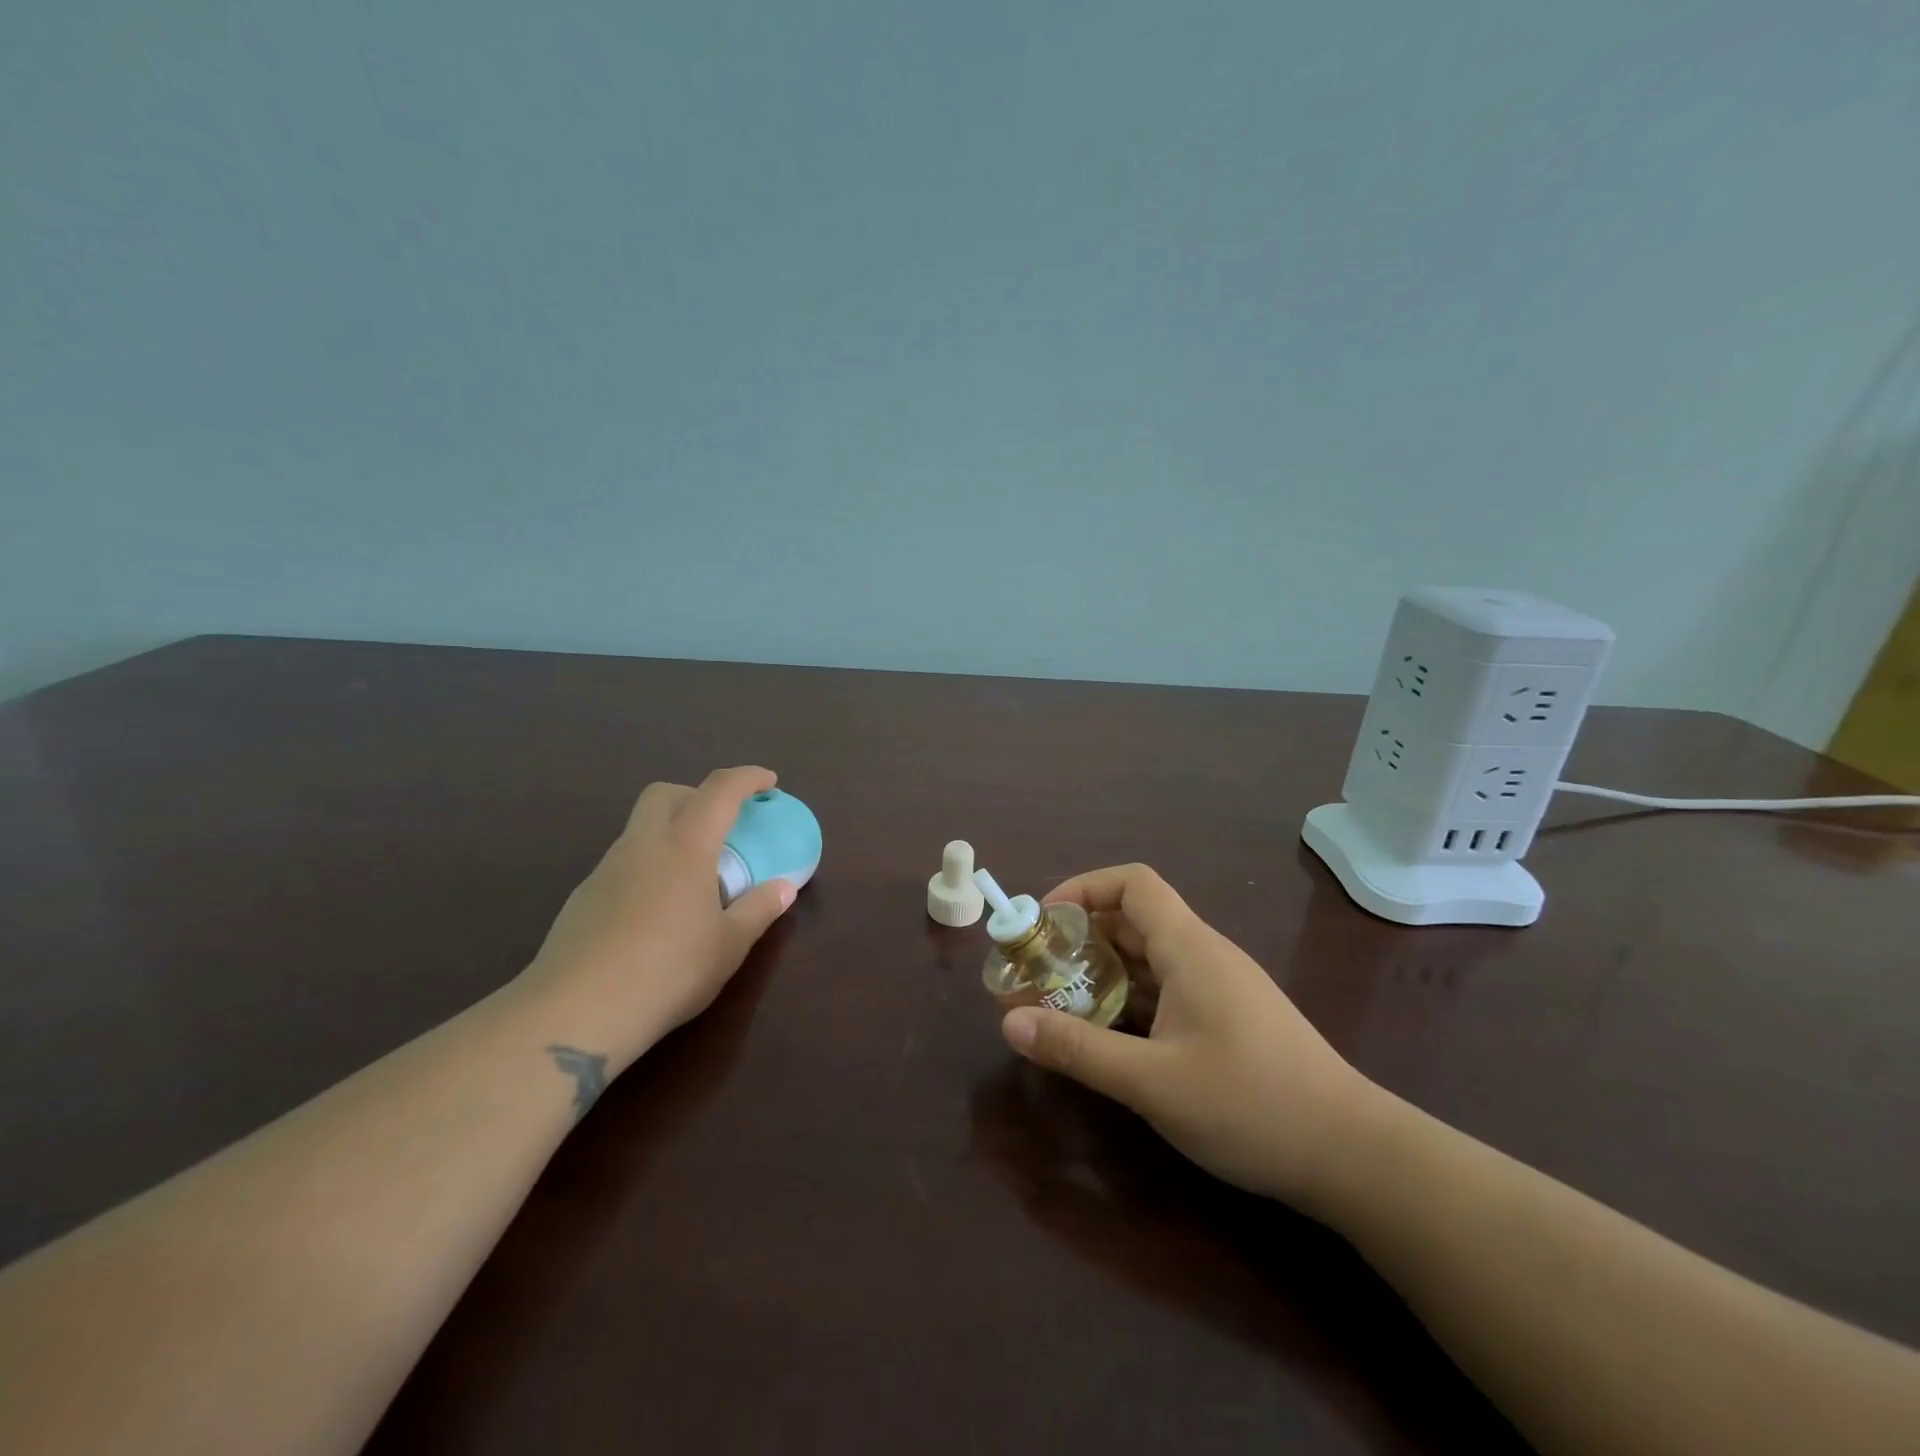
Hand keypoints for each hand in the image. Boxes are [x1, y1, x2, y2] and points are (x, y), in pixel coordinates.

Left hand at [516, 767, 795, 1070]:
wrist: (576, 1012)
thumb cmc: (668, 971)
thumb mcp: (729, 946)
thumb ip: (759, 910)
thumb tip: (784, 888)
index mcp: (685, 846)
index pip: (720, 790)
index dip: (748, 778)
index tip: (769, 781)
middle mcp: (642, 846)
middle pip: (665, 793)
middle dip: (697, 794)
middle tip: (722, 823)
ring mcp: (605, 870)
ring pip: (639, 828)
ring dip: (670, 831)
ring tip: (694, 875)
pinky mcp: (582, 899)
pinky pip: (623, 863)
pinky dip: (647, 866)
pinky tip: (657, 911)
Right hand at [999, 864, 1382, 1211]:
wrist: (1353, 1155)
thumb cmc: (1251, 1104)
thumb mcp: (1152, 1081)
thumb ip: (1079, 1049)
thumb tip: (1009, 1023)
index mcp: (1189, 948)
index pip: (1132, 883)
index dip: (1083, 888)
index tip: (1044, 922)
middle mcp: (1204, 955)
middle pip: (1134, 920)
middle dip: (1082, 938)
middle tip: (1039, 971)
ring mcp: (1221, 988)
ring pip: (1150, 960)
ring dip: (1104, 973)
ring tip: (1062, 1005)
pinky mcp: (1230, 1019)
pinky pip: (1168, 991)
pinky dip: (1131, 1001)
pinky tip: (1110, 1038)